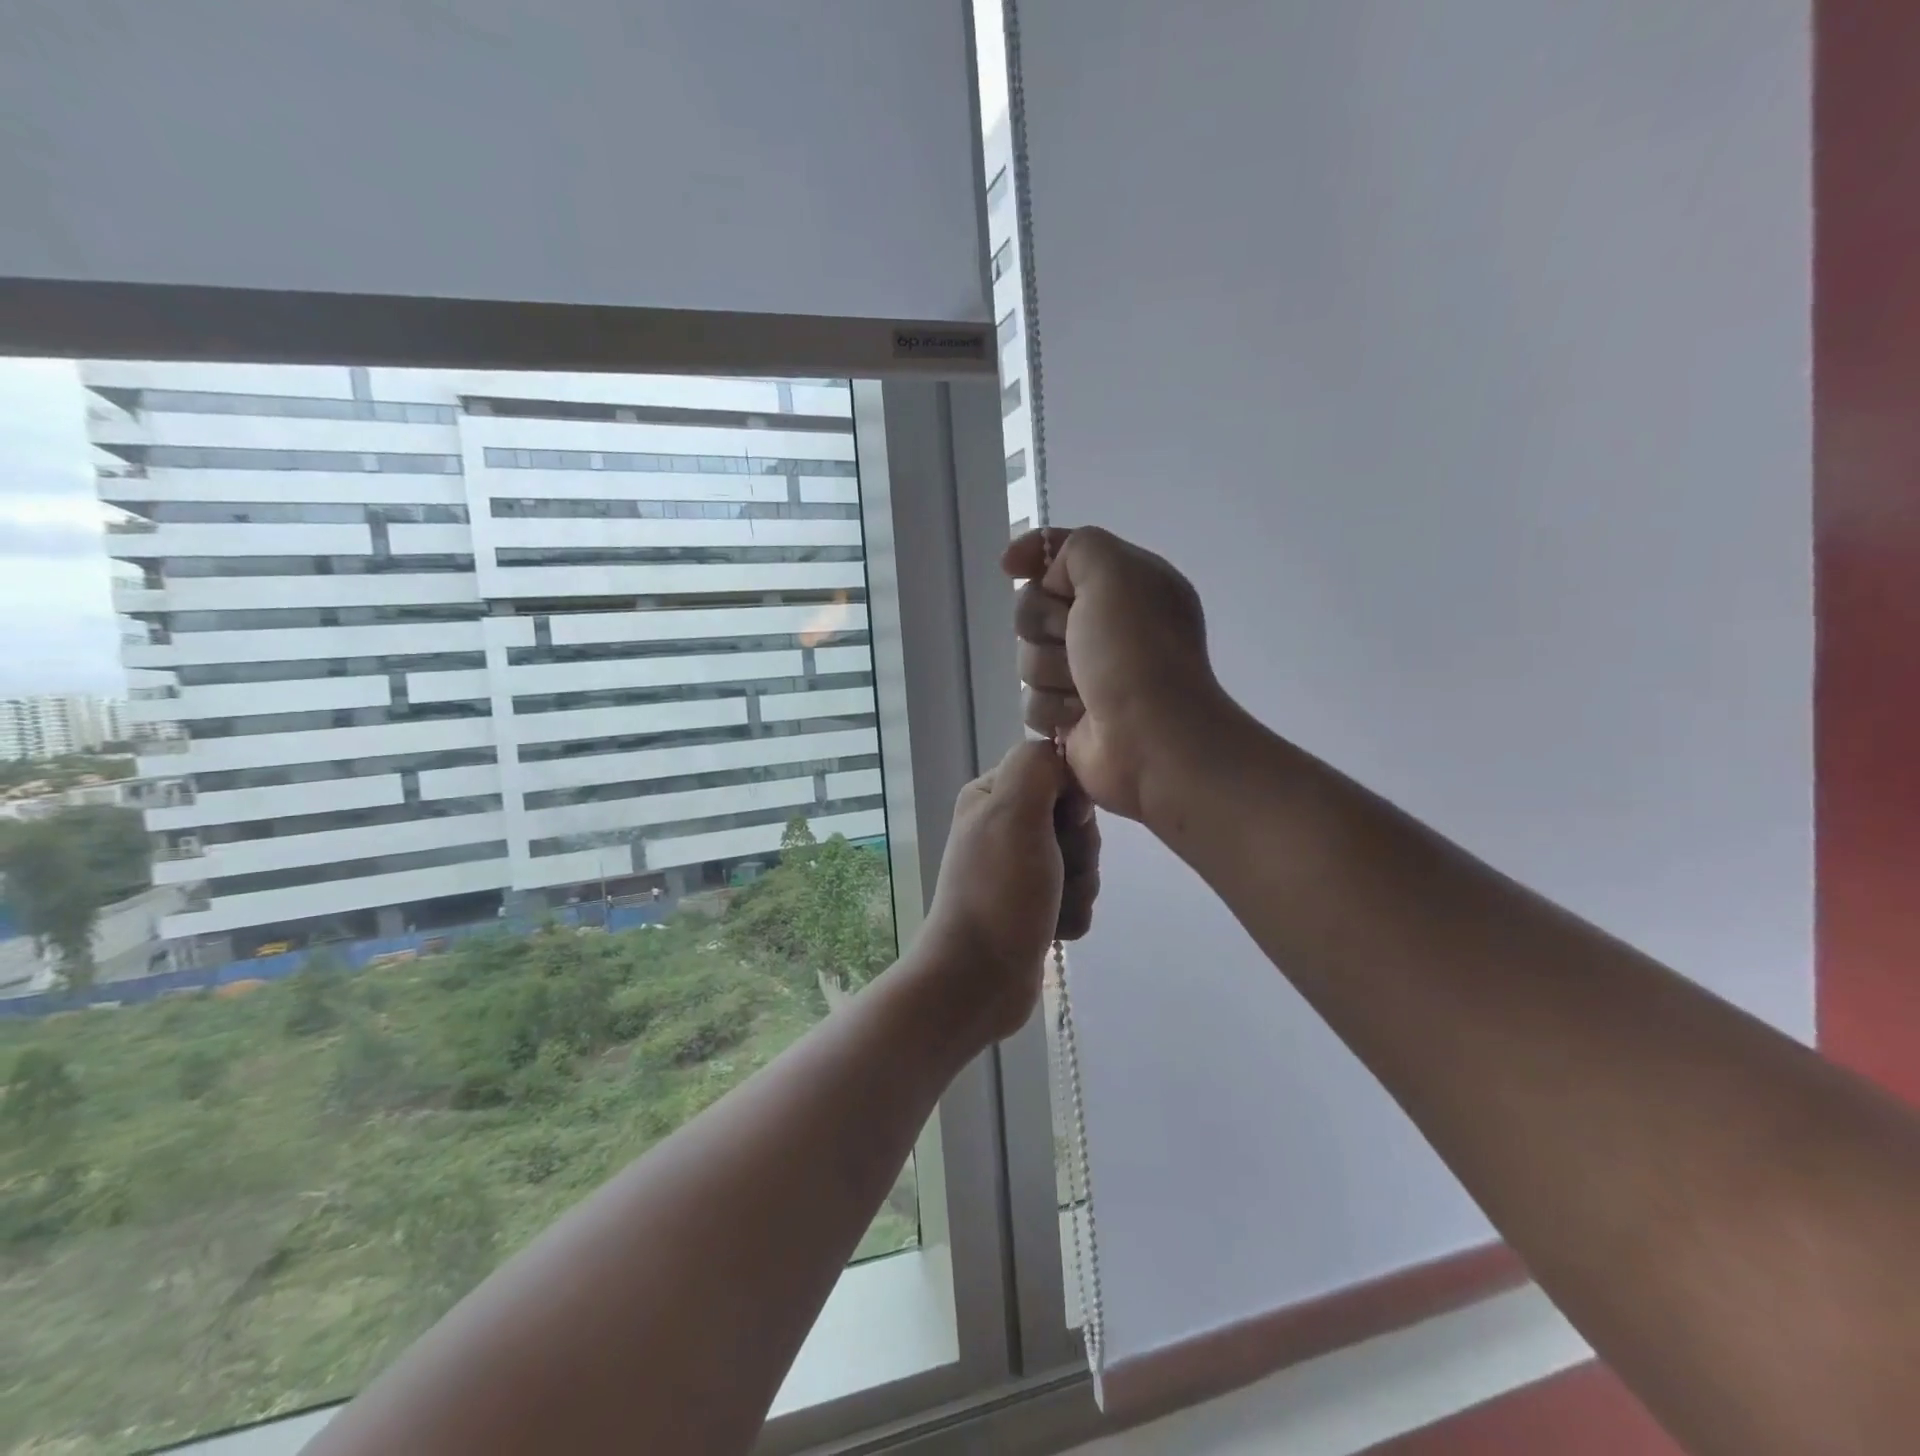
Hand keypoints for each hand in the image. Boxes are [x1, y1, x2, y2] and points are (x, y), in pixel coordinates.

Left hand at [921, 740, 1100, 1041]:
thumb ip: (1037, 767)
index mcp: (993, 795)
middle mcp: (1003, 827)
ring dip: (1079, 886)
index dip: (1074, 800)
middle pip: (1075, 820)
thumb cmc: (999, 891)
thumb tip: (1059, 755)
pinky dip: (1071, 913)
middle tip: (1058, 872)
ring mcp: (1018, 869)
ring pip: (1082, 861)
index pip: (1057, 772)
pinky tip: (1052, 929)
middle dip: (1080, 851)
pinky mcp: (1032, 906)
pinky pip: (1076, 896)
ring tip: (1053, 906)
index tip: (1068, 825)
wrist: (979, 979)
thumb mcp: (1014, 812)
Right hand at [1001, 526, 1226, 821]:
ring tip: (1082, 688)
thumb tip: (1049, 575)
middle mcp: (1107, 625)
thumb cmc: (1136, 652)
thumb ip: (1078, 548)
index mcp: (1127, 585)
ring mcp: (1088, 673)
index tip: (1010, 566)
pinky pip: (1031, 701)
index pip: (1065, 555)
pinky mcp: (1070, 715)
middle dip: (1044, 624)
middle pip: (1035, 607)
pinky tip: (1078, 719)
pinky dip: (1051, 709)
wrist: (1151, 740)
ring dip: (1049, 672)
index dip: (1035, 555)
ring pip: (1028, 657)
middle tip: (1072, 639)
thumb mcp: (1115, 573)